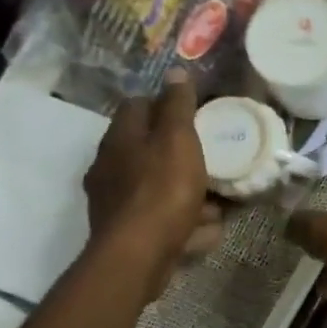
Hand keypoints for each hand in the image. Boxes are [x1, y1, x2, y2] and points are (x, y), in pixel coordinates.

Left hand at [83, 71, 220, 296]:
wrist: (138, 255)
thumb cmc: (161, 190)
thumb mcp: (178, 140)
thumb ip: (178, 106)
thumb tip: (175, 72)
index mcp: (120, 138)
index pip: (137, 105)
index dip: (165, 104)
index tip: (194, 114)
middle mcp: (110, 166)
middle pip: (147, 148)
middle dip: (178, 153)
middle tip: (209, 158)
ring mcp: (115, 201)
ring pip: (156, 186)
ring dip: (184, 190)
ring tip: (215, 200)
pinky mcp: (126, 231)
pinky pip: (160, 218)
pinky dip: (182, 220)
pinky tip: (204, 229)